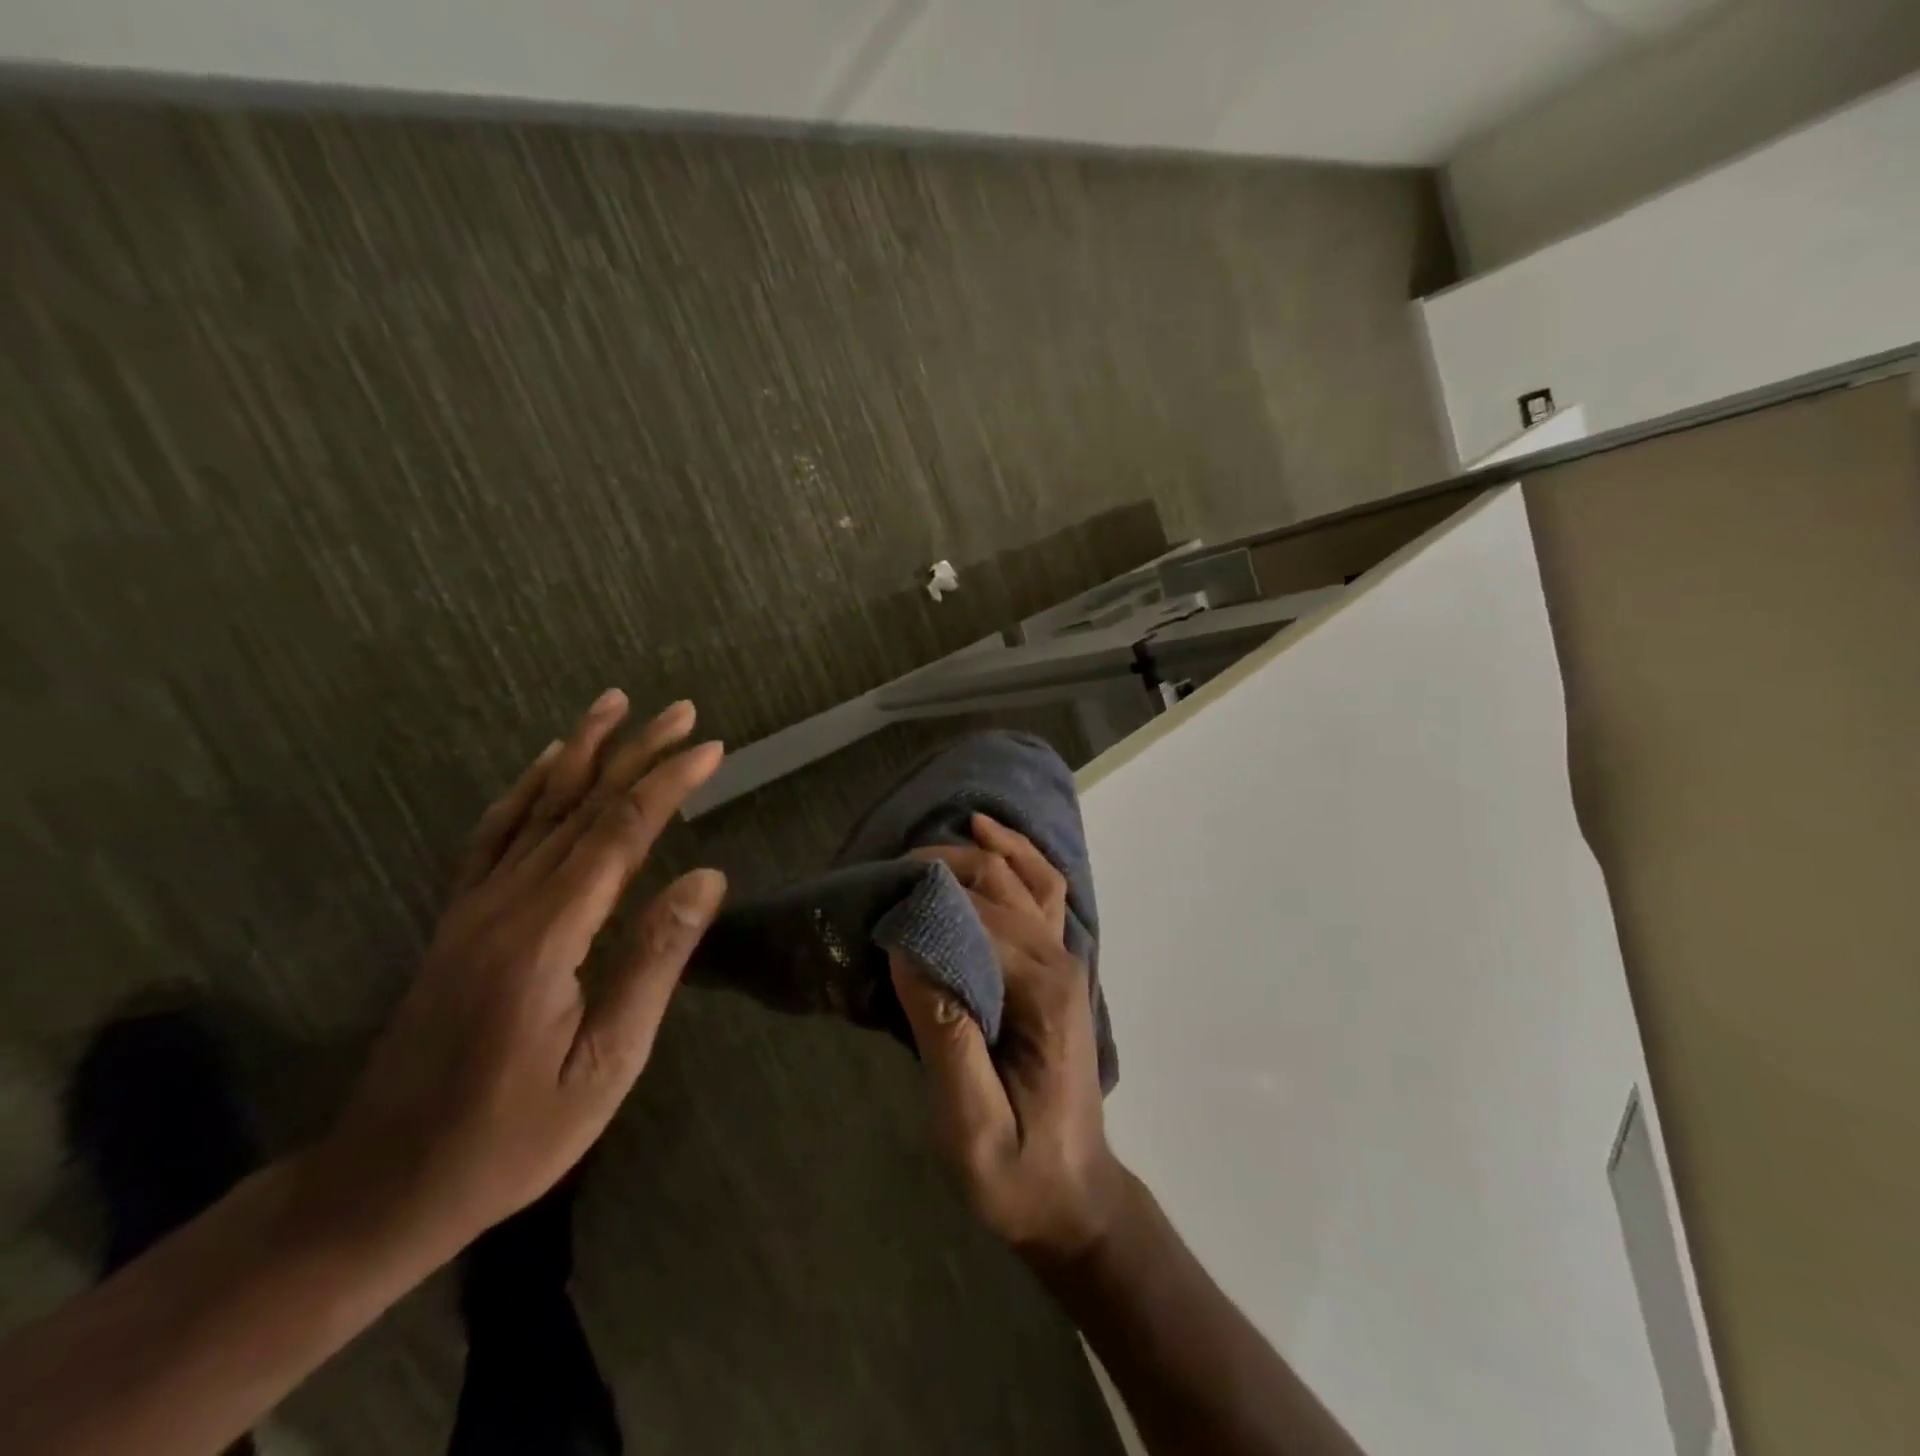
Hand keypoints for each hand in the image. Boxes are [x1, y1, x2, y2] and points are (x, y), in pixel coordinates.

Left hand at [317, 689, 727, 1254]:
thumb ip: (654, 962)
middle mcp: (506, 904)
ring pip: (535, 809)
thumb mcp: (605, 1066)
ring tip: (613, 706)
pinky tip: (544, 765)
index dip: (667, 784)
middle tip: (680, 709)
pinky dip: (524, 790)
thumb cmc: (510, 1137)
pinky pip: (493, 837)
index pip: (619, 834)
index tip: (710, 747)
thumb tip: (707, 876)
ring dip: (581, 752)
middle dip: (635, 752)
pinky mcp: (459, 921)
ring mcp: (474, 908)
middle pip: (580, 806)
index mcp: (547, 936)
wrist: (381, 1187)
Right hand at [890, 814, 1124, 1267]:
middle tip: (884, 878)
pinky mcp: (1059, 967)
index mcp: (1043, 993)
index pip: (978, 918)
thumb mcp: (972, 1129)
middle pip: (999, 884)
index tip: (875, 910)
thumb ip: (945, 1037)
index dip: (925, 905)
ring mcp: (1066, 960)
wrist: (1075, 1197)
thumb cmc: (1019, 1174)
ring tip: (926, 848)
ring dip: (977, 852)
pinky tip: (988, 838)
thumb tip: (908, 952)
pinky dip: (1016, 858)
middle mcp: (1061, 961)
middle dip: (941, 869)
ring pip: (1025, 876)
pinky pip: (1042, 893)